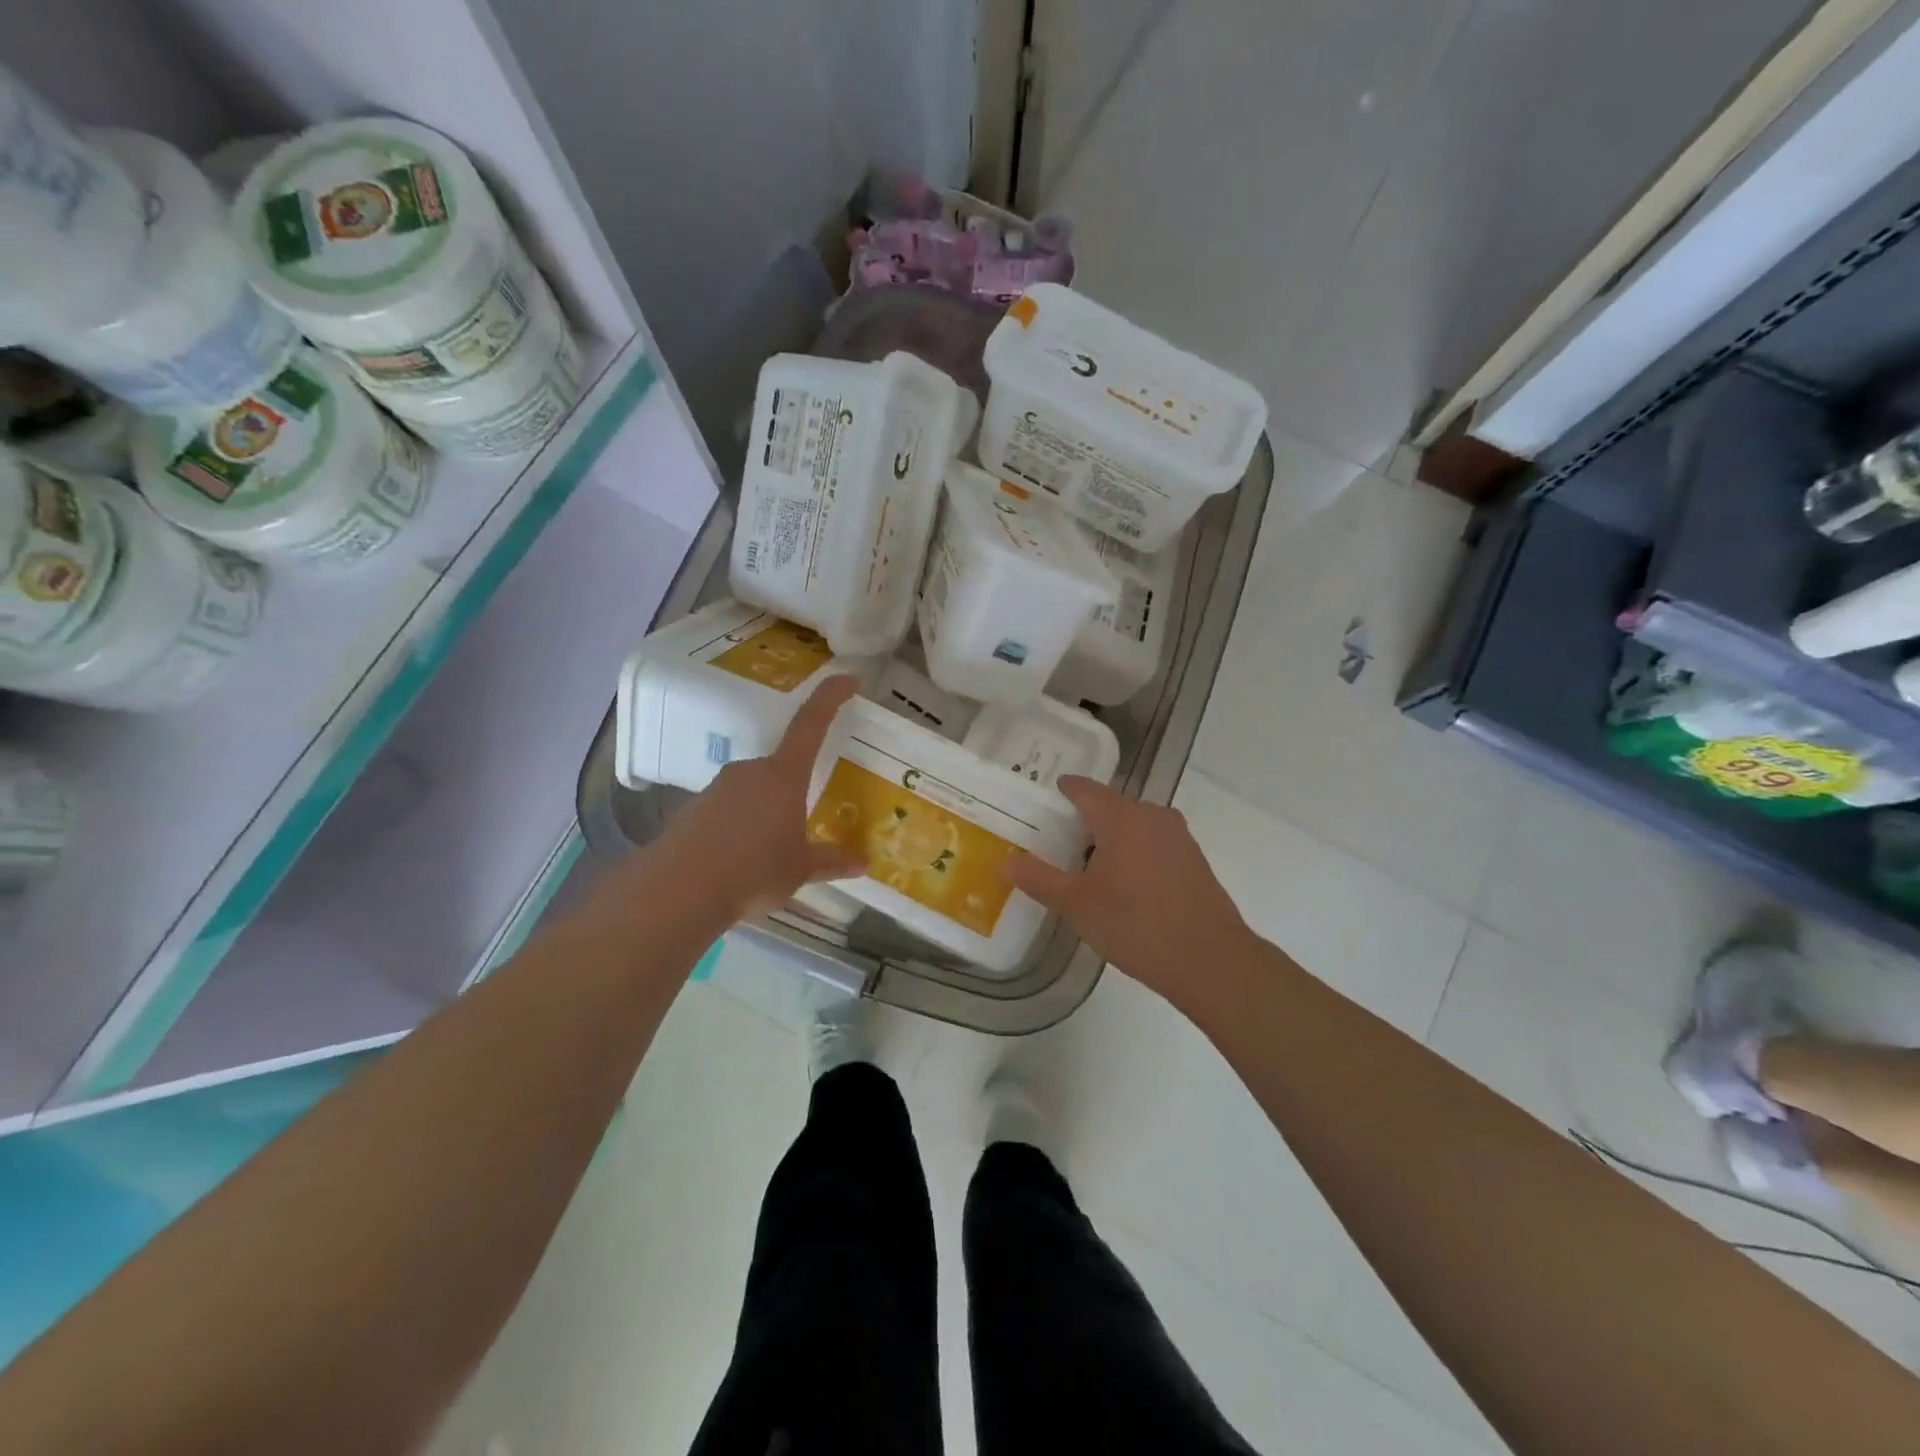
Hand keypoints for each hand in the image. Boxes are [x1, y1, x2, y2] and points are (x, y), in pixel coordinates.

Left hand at [655, 674, 865, 922]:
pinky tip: (742, 859)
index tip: (847, 679)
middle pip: (781, 766)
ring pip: (754, 791)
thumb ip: (831, 860)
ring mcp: (718, 788)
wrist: (679, 890)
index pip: (811, 724)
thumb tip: (862, 862)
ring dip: (766, 811)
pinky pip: (728, 810)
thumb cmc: (754, 870)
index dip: (830, 698)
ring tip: (773, 851)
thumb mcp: (800, 868)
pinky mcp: (694, 810)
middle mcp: (750, 771)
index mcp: (783, 775)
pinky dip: (740, 827)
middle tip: (806, 820)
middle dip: (795, 788)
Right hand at [1008, 776, 1254, 1007]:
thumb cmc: (1136, 924)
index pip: (1086, 790)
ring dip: (1111, 839)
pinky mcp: (1194, 860)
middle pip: (1111, 807)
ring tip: (1085, 866)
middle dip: (1084, 820)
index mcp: (1122, 817)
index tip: (1047, 795)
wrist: (1210, 960)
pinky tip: (1122, 885)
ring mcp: (1178, 837)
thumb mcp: (1078, 904)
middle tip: (1056, 839)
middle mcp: (1153, 816)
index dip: (1064, 790)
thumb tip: (1008, 861)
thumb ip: (1041, 879)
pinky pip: (1153, 845)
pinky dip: (1133, 854)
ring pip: (1134, 827)